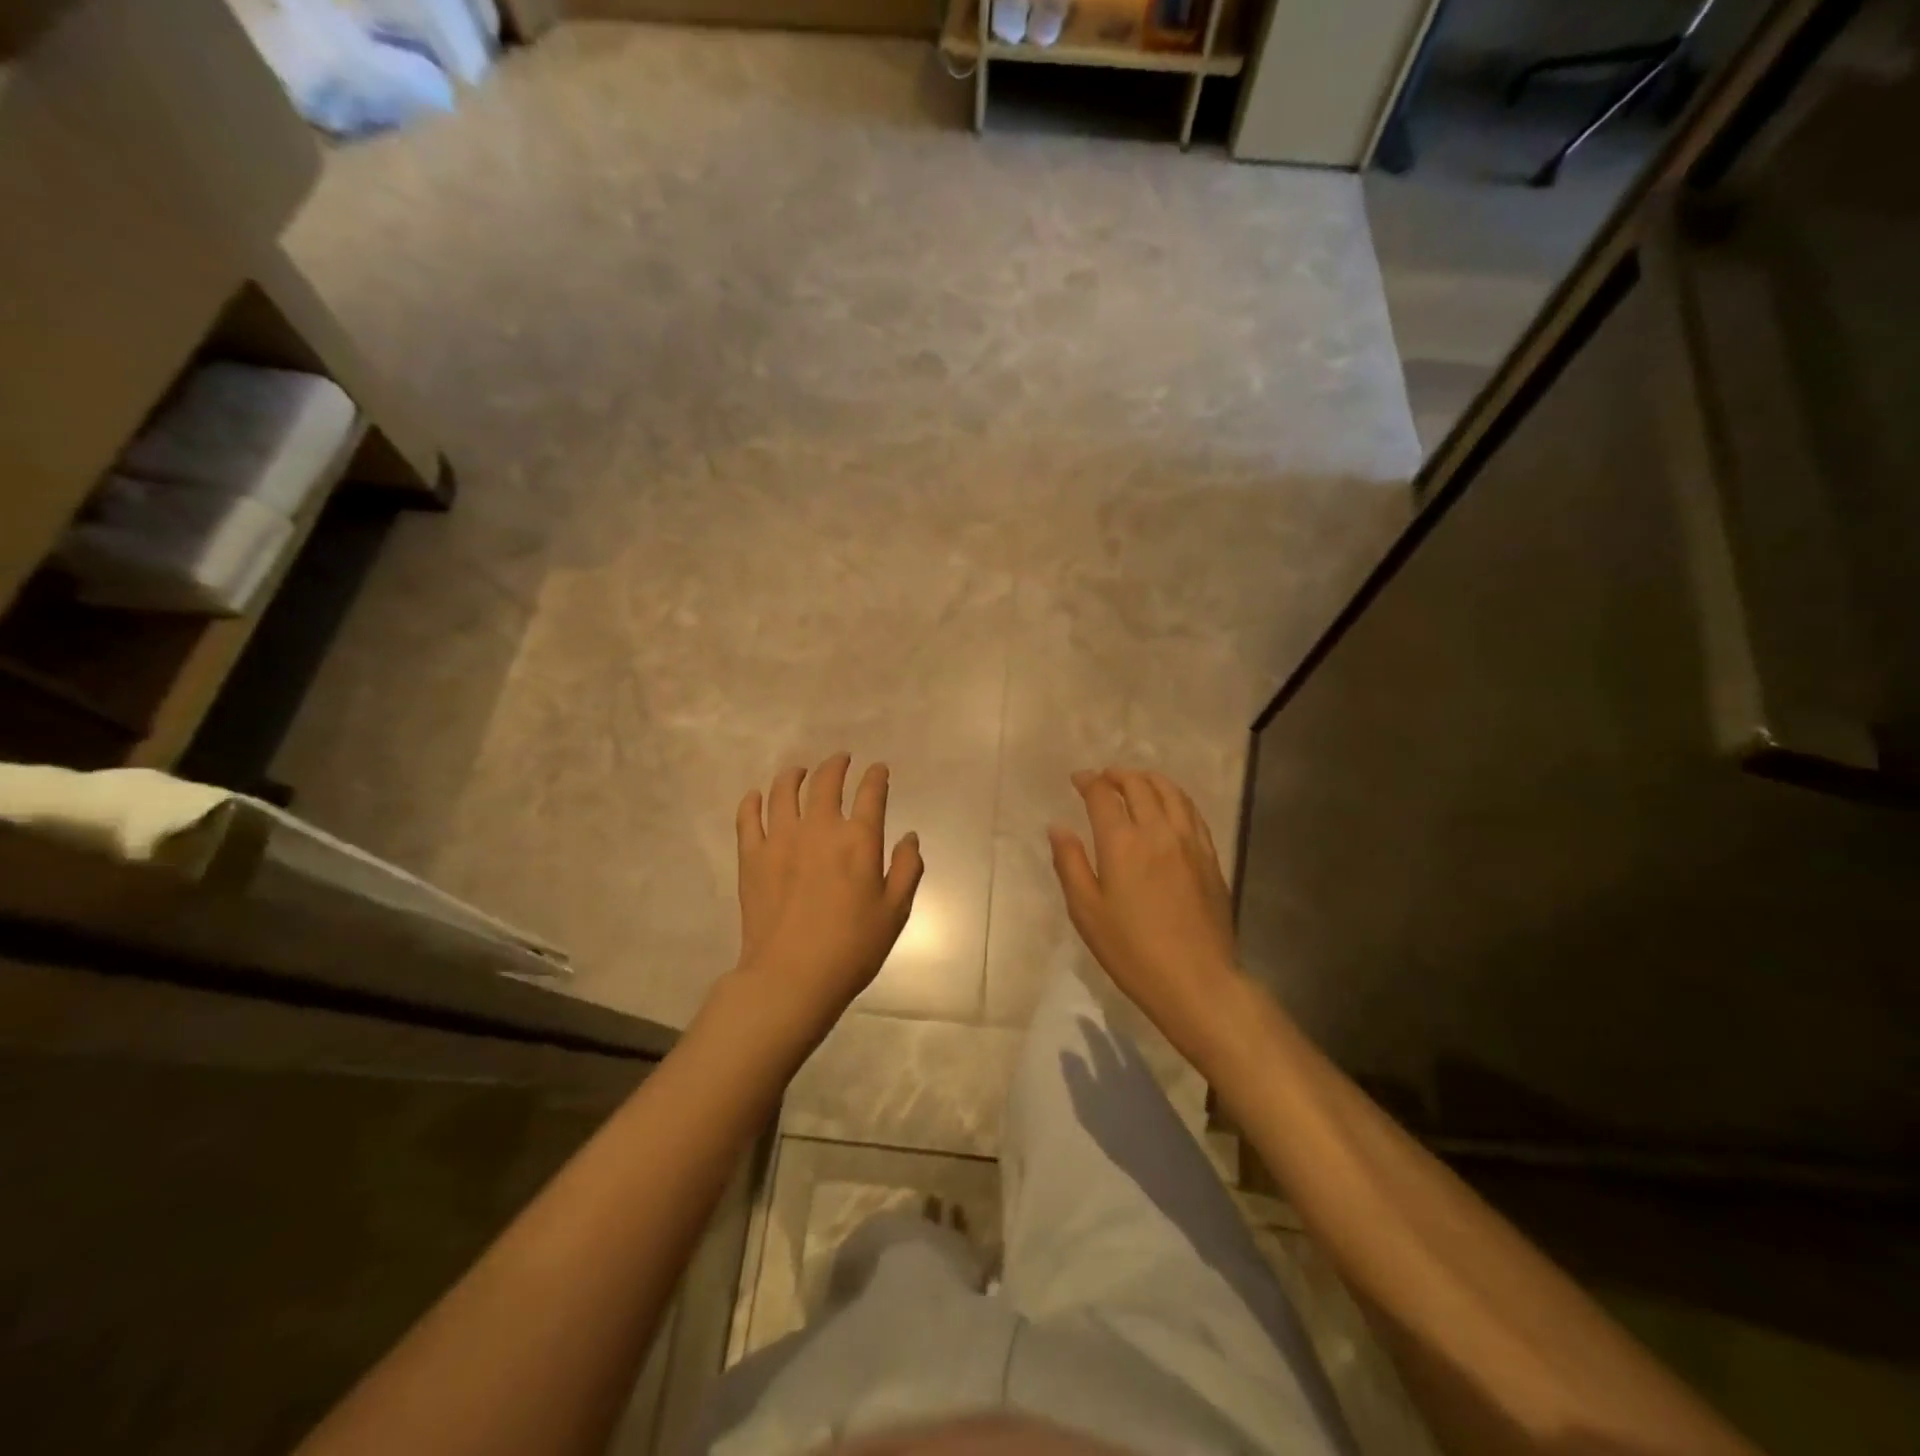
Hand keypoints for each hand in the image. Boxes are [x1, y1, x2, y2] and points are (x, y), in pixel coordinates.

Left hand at [730, 753, 924, 1039]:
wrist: (792, 976)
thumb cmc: (852, 947)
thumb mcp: (895, 912)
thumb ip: (907, 869)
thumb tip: (909, 837)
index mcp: (859, 840)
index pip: (871, 793)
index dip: (876, 776)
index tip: (878, 769)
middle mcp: (819, 828)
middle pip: (826, 782)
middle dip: (836, 765)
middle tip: (840, 760)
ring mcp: (781, 839)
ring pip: (785, 791)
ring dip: (795, 775)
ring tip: (799, 772)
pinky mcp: (752, 856)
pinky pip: (748, 817)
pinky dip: (753, 801)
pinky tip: (757, 796)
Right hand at [1048, 768, 1240, 1062]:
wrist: (1196, 980)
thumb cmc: (1131, 950)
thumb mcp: (1086, 911)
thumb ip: (1070, 863)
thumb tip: (1058, 827)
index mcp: (1122, 843)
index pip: (1103, 795)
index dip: (1089, 781)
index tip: (1078, 779)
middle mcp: (1158, 831)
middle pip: (1139, 786)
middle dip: (1118, 775)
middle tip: (1104, 778)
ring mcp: (1189, 842)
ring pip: (1171, 793)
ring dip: (1149, 780)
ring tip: (1136, 781)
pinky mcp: (1210, 857)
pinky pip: (1192, 812)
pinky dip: (1176, 797)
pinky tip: (1170, 805)